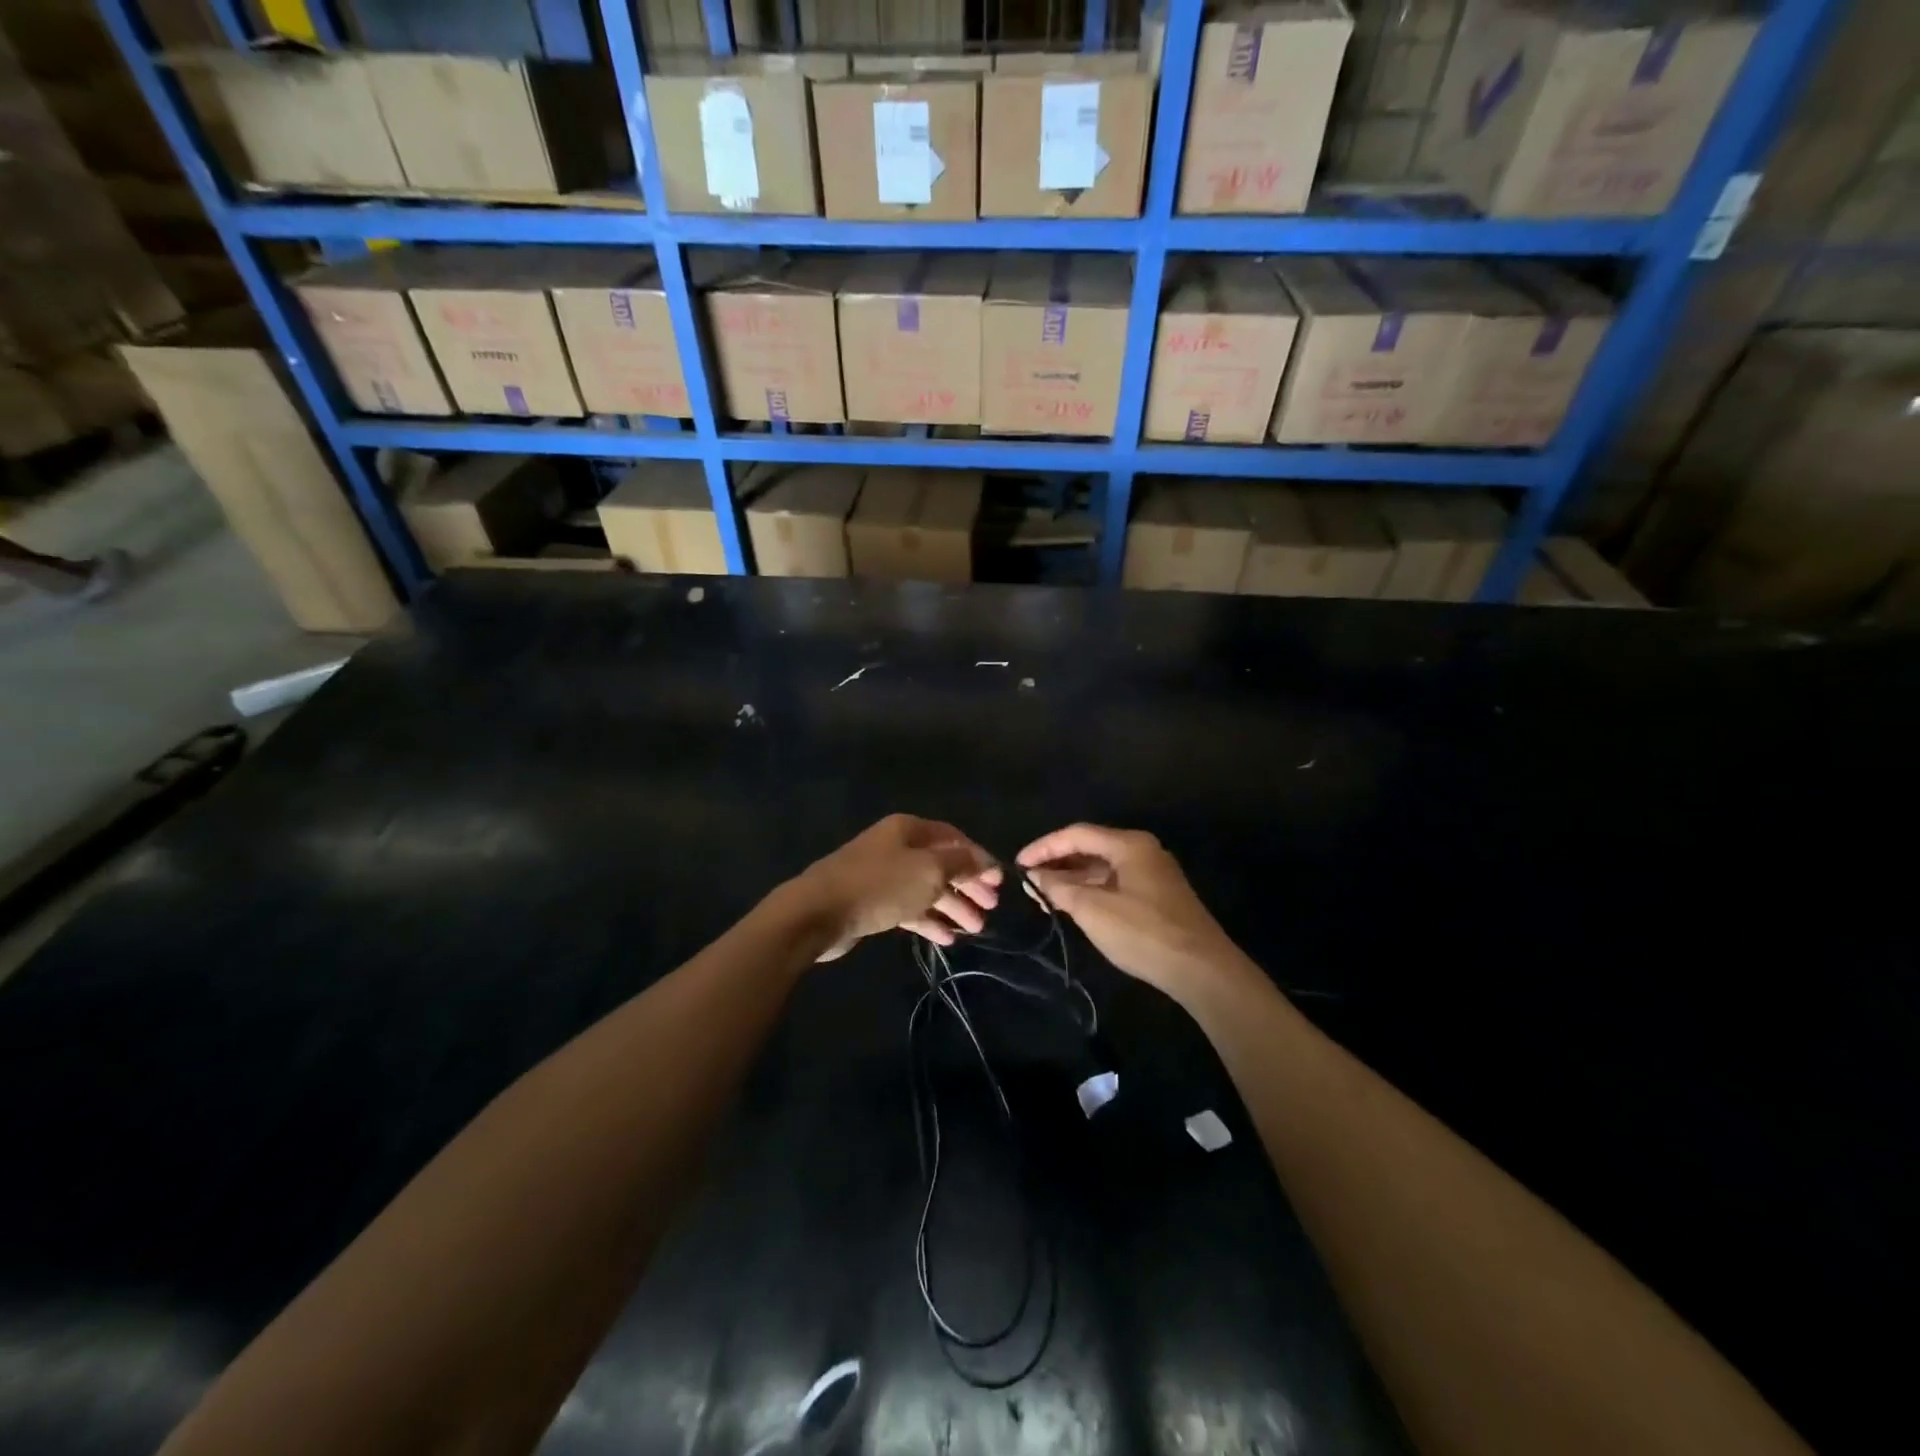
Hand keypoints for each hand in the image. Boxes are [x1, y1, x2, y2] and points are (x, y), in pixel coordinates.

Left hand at [790, 814, 1001, 960]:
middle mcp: (896, 848)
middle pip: (940, 864)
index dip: (978, 857)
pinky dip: (929, 921)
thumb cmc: (880, 885)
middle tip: (991, 908)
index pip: (953, 838)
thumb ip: (960, 864)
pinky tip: (948, 939)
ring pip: (926, 889)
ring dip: (952, 907)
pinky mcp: (871, 904)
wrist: (817, 913)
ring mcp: (882, 876)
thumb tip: (984, 859)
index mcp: (908, 830)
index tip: (999, 881)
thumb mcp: (929, 871)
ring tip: (977, 929)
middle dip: (968, 886)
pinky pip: (908, 909)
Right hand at [1018, 824, 1243, 998]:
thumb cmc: (1143, 933)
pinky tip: (1073, 905)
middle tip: (1028, 881)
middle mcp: (1142, 851)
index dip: (1044, 847)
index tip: (1018, 863)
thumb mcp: (1093, 910)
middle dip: (1057, 863)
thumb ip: (1059, 888)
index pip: (1076, 834)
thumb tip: (1033, 876)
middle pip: (1090, 847)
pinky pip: (1115, 882)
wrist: (1201, 970)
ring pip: (1103, 867)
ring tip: (1043, 895)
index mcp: (1129, 845)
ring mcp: (1152, 874)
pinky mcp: (1157, 896)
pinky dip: (1091, 890)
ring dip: (1072, 878)